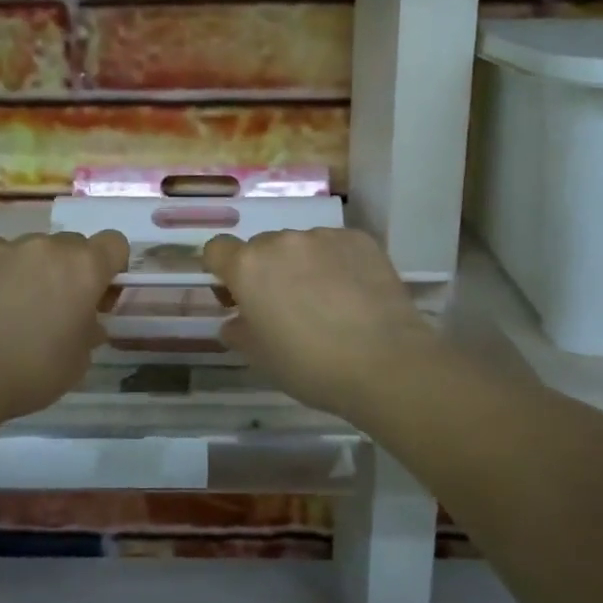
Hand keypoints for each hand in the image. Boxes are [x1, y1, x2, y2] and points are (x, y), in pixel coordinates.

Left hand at [0, 231, 127, 420]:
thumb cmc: (30, 371)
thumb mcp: (78, 362)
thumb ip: (89, 333)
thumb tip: (86, 323)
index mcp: (84, 268)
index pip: (115, 243)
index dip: (113, 266)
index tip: (100, 296)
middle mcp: (49, 247)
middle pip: (73, 244)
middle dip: (72, 269)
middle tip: (59, 307)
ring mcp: (7, 247)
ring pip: (34, 249)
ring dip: (35, 269)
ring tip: (15, 308)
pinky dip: (1, 272)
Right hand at [203, 229, 438, 420]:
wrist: (386, 363)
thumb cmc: (311, 366)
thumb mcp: (262, 358)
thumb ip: (239, 332)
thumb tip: (234, 322)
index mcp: (248, 267)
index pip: (217, 249)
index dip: (222, 271)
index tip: (236, 296)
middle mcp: (282, 241)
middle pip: (261, 247)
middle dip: (266, 271)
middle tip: (285, 307)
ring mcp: (323, 237)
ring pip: (300, 246)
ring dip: (303, 265)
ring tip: (327, 302)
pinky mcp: (360, 240)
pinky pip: (336, 246)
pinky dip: (337, 263)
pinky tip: (354, 295)